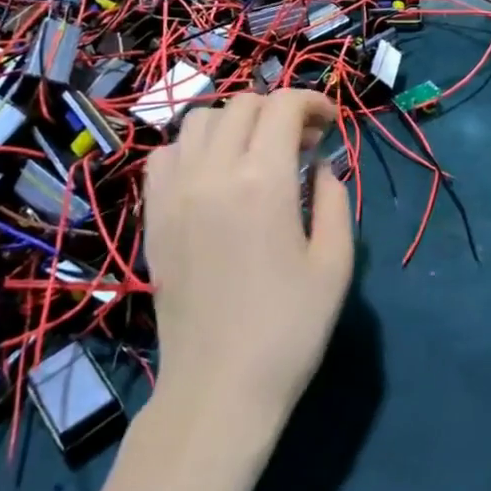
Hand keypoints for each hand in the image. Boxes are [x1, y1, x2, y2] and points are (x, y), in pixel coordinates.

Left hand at [143, 90, 354, 441]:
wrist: (219, 388)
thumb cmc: (289, 330)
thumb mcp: (335, 263)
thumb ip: (335, 199)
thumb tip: (320, 165)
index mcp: (264, 181)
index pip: (282, 106)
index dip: (312, 102)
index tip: (330, 124)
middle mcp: (213, 173)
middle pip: (243, 104)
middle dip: (279, 110)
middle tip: (303, 142)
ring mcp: (176, 193)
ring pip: (200, 120)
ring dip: (236, 122)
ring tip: (257, 152)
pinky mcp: (154, 216)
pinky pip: (166, 155)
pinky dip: (194, 147)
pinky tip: (214, 174)